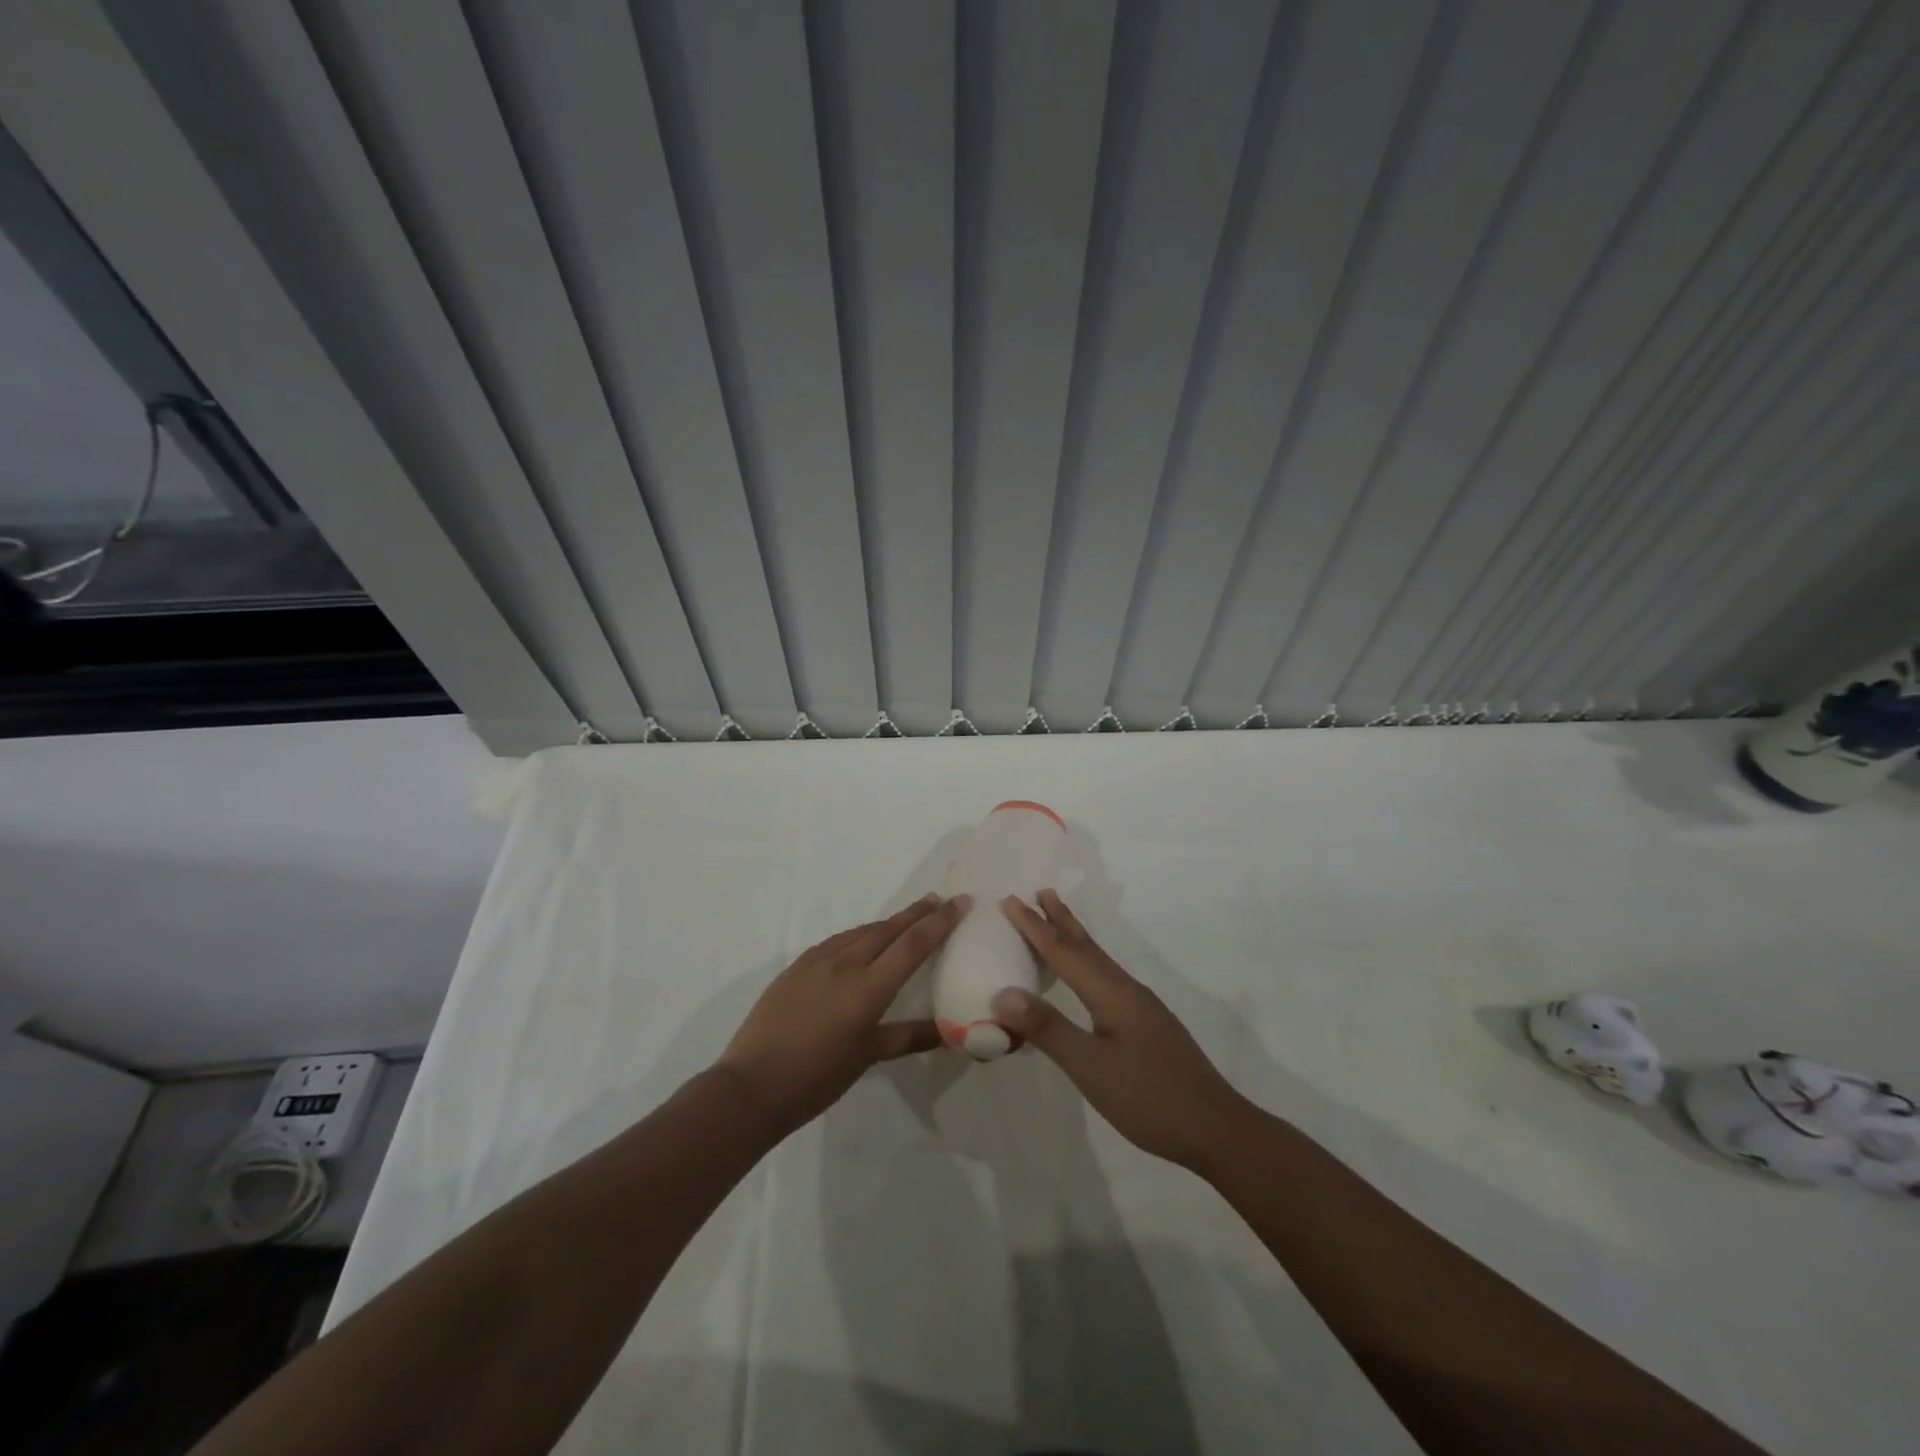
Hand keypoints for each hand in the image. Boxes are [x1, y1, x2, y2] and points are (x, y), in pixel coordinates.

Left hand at [715, 893, 967, 1138]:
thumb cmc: (817, 1077)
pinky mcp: (798, 965)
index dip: (940, 921)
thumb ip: (908, 1037)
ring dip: (889, 922)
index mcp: (868, 987)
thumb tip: (950, 1033)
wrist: (751, 1084)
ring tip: (908, 918)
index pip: (913, 944)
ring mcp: (818, 961)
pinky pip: (838, 940)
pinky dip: (860, 934)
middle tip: (940, 899)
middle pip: (889, 928)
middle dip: (917, 913)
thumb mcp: (867, 1056)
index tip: (960, 901)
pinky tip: (863, 940)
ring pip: (862, 931)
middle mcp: (845, 963)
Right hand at [993, 890, 1253, 1172]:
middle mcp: (1127, 990)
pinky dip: (1086, 963)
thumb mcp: (1091, 1068)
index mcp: (1112, 994)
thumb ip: (1048, 1029)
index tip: (1009, 899)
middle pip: (1087, 946)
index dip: (1035, 926)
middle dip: (1060, 919)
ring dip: (1075, 938)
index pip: (1064, 952)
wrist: (1215, 1129)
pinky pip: (1106, 978)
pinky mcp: (1147, 1025)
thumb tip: (1004, 993)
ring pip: (1099, 961)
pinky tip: (1086, 978)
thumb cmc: (1149, 1098)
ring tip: (1058, 919)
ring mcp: (1141, 1008)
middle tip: (1040, 891)